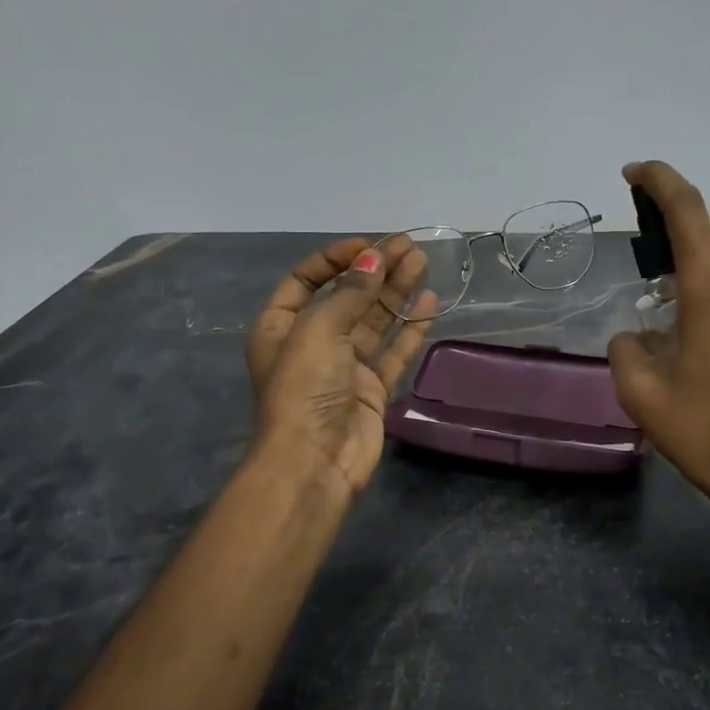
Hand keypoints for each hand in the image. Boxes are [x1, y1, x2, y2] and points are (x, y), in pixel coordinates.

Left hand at [244, 235, 436, 498]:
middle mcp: (311, 343)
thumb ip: (350, 293)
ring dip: (396, 292)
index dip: (335, 258)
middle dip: (376, 270)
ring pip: (374, 321)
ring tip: (423, 264)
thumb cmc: (304, 389)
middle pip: (346, 296)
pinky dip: (409, 328)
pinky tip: (429, 303)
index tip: (368, 246)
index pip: (306, 279)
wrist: (314, 462)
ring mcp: (343, 367)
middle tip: (409, 247)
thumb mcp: (317, 331)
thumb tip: (374, 259)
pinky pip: (393, 351)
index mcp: (281, 326)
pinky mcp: (371, 389)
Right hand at [606, 161, 709, 538]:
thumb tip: (637, 335)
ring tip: (669, 306)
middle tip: (643, 254)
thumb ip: (627, 349)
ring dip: (698, 270)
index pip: (689, 212)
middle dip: (675, 231)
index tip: (635, 172)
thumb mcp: (643, 395)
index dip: (660, 182)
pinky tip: (706, 339)